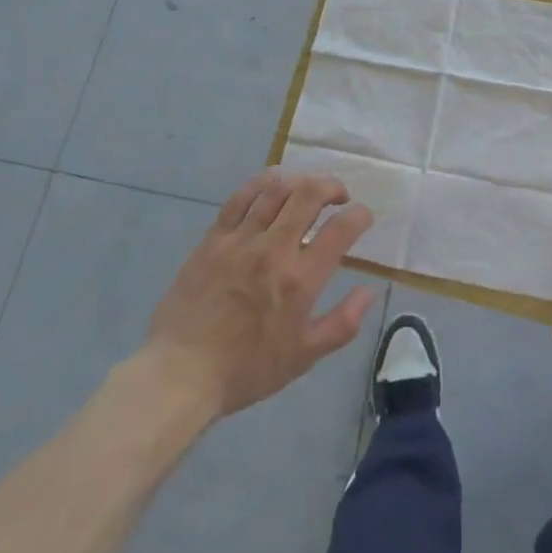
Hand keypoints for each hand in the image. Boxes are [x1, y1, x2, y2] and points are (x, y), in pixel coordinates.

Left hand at [143, 169, 378, 417]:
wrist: (181, 372)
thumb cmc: (247, 369)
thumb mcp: (304, 357)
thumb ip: (343, 323)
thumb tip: (369, 290)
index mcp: (300, 279)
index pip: (341, 229)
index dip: (361, 215)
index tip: (363, 217)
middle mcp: (274, 249)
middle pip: (310, 194)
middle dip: (333, 186)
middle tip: (339, 196)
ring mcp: (241, 239)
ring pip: (277, 188)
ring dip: (301, 180)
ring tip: (308, 188)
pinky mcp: (214, 237)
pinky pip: (240, 197)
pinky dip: (262, 183)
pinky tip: (272, 184)